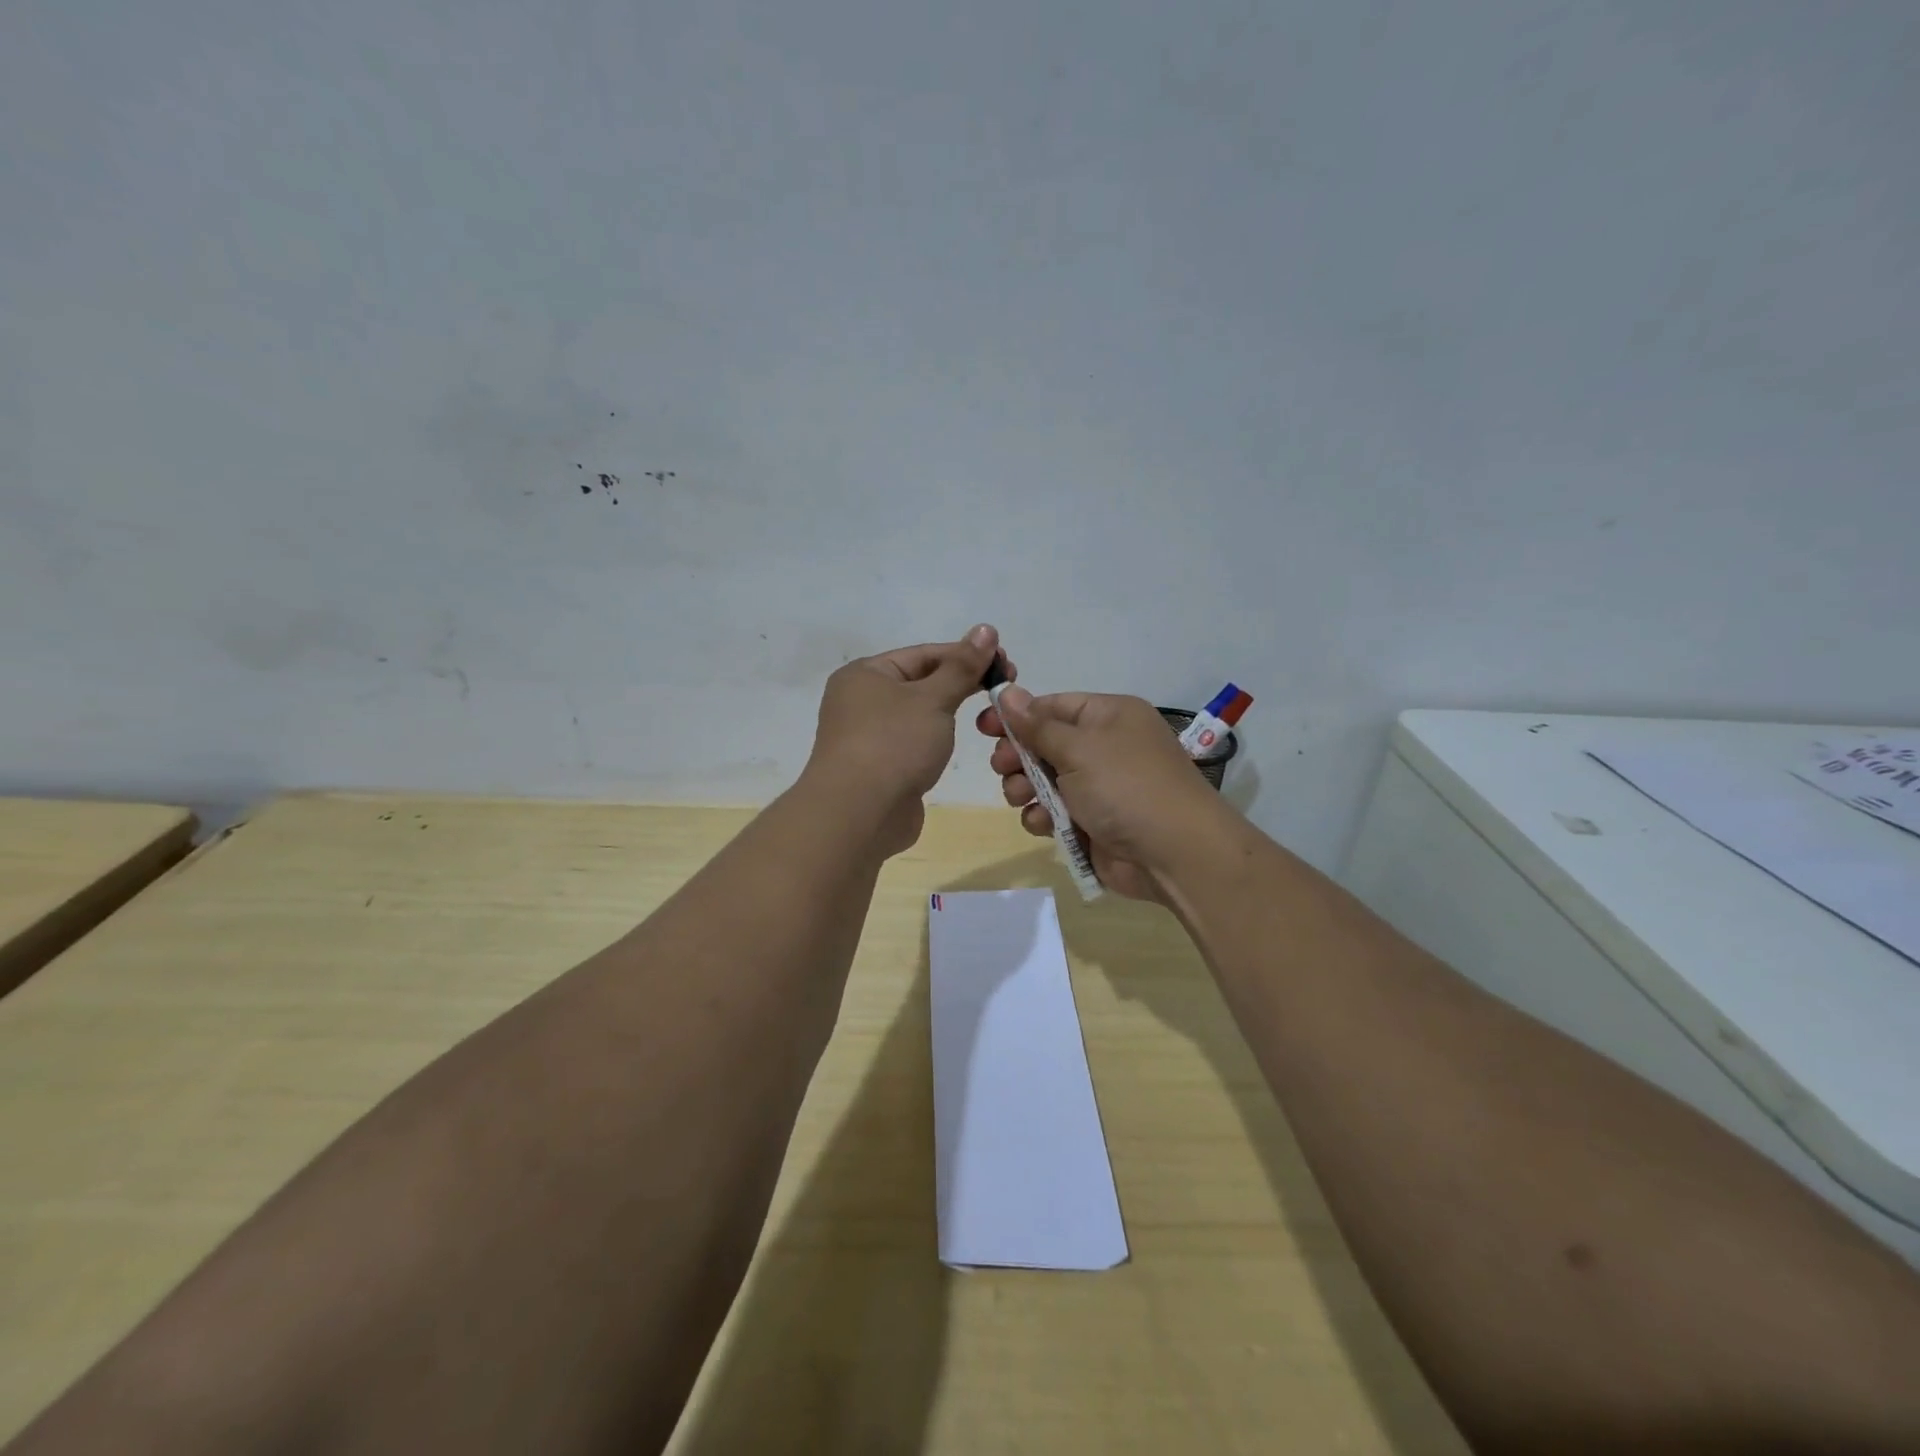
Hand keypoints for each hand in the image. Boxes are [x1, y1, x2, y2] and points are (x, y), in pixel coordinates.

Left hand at [806, 625, 1008, 855]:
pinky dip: (935, 740)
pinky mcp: (879, 767)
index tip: (1006, 663)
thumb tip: (986, 629)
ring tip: (988, 718)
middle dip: (962, 684)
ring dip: (949, 714)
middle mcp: (860, 700)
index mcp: (865, 674)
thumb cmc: (894, 744)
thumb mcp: (933, 699)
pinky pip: (913, 743)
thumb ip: (962, 666)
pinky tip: (956, 745)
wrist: (859, 814)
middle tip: (1005, 689)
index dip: (967, 656)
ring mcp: (867, 736)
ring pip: (918, 715)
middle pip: (921, 682)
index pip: (925, 654)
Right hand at [976, 688, 1227, 901]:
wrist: (1174, 854)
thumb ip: (1037, 725)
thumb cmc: (1126, 787)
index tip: (984, 726)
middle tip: (1003, 767)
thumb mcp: (1079, 748)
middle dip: (1018, 757)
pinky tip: (1044, 825)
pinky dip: (1043, 818)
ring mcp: (1098, 787)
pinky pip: (1054, 813)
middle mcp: (1103, 747)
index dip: (1017, 716)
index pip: (1053, 706)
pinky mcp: (1092, 823)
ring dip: (1026, 789)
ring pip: (1043, 781)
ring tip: (1022, 798)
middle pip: (1044, 744)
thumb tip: (1009, 692)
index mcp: (1108, 716)